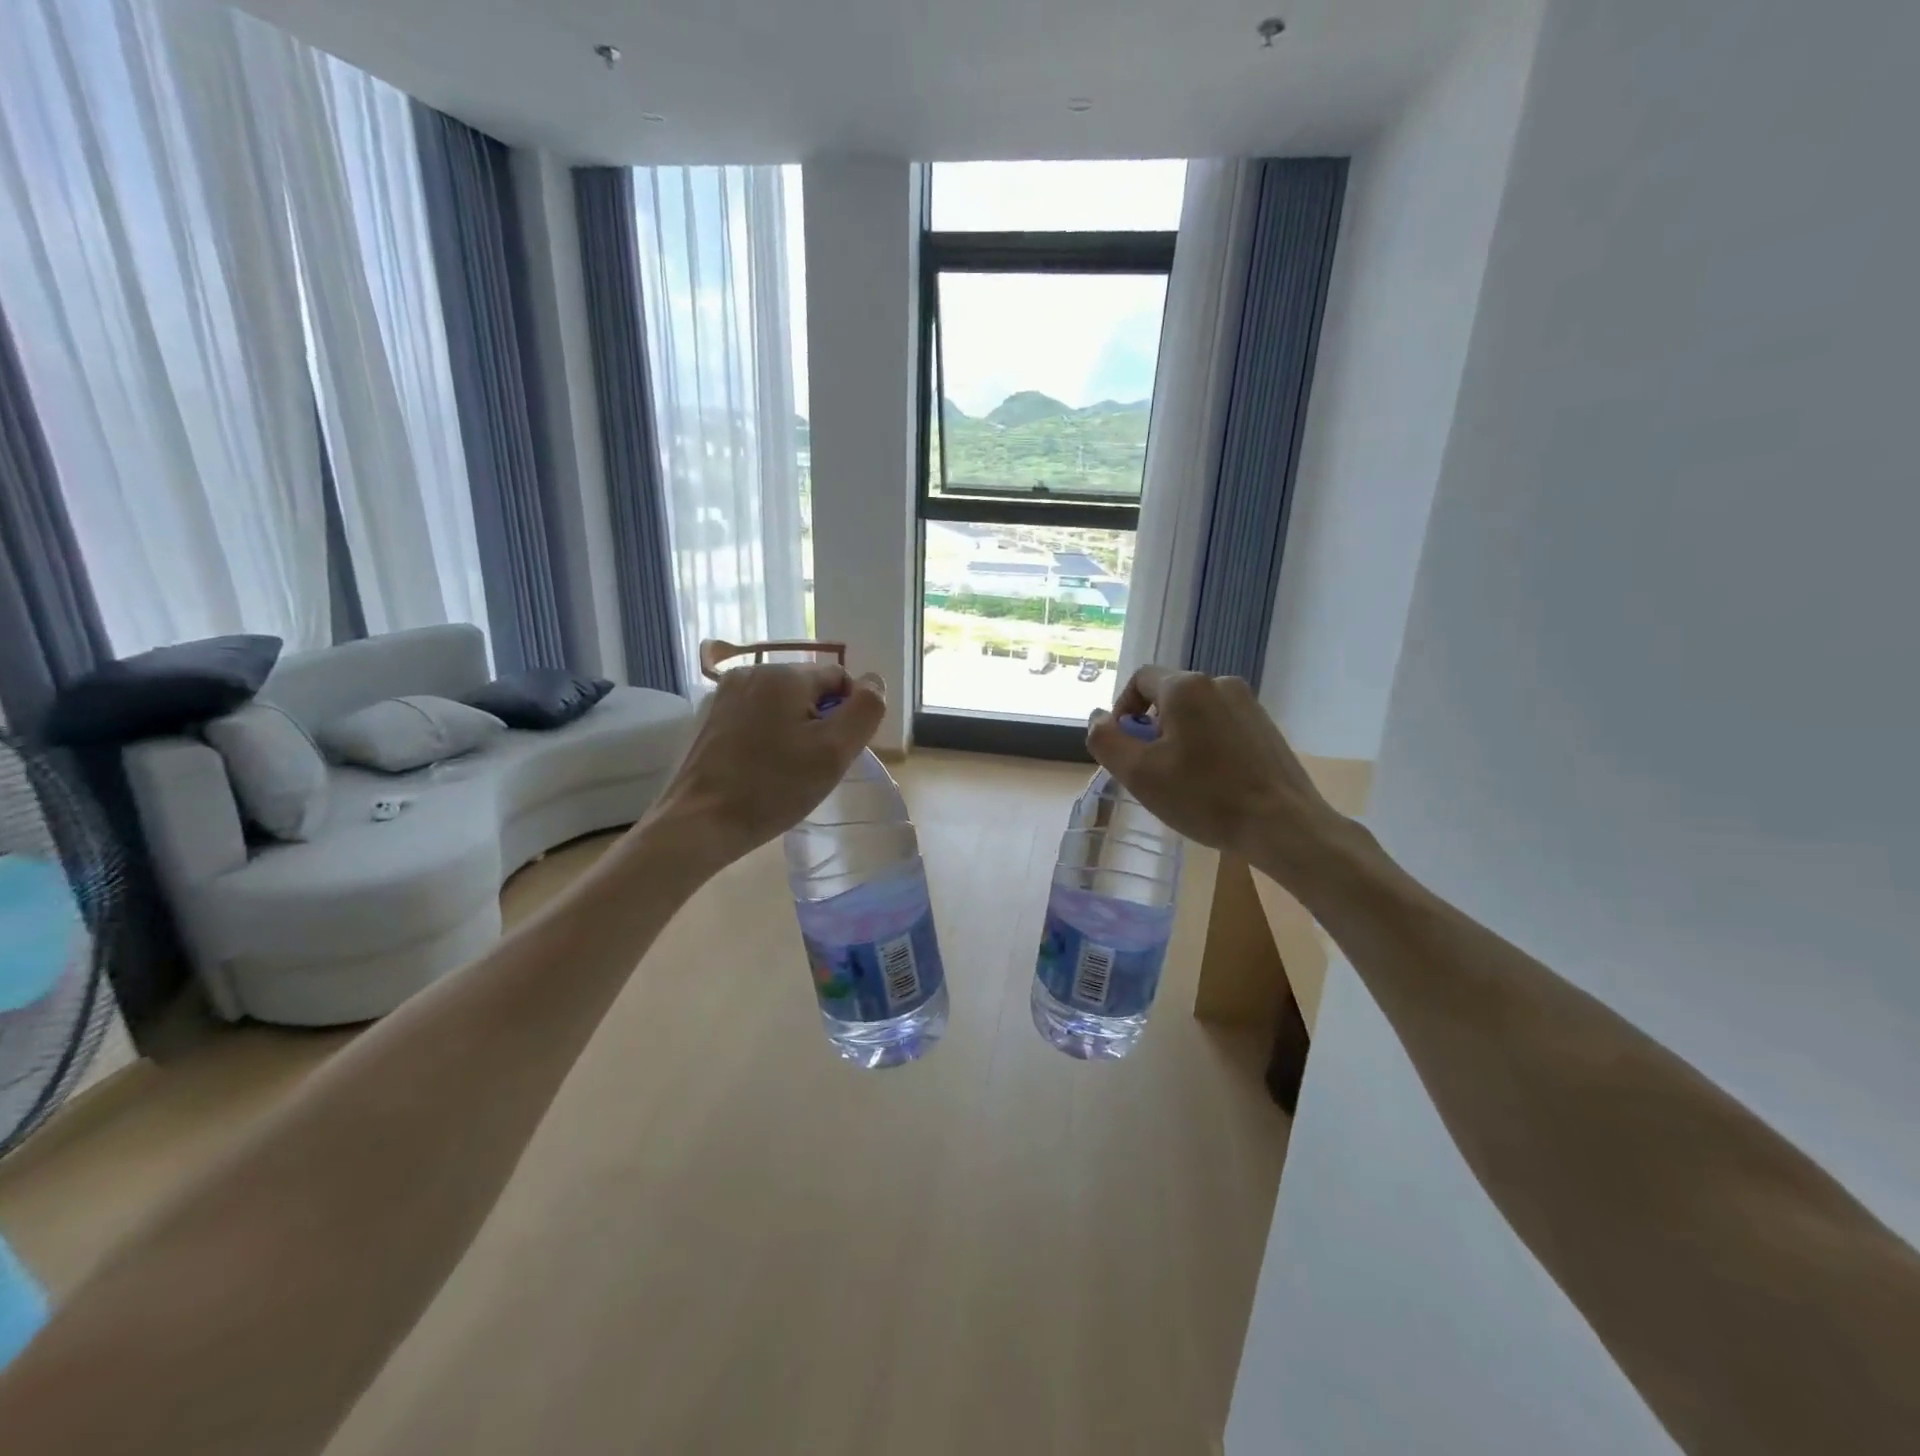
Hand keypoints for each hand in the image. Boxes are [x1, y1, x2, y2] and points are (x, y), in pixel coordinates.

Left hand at [645, 662, 886, 866]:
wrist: (700, 822)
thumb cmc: (774, 788)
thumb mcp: (834, 751)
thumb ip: (865, 709)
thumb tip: (874, 682)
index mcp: (784, 674)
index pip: (840, 679)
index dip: (848, 716)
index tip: (834, 752)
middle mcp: (752, 672)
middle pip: (810, 690)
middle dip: (820, 722)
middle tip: (811, 766)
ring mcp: (726, 693)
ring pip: (783, 704)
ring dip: (794, 730)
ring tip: (784, 769)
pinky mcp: (710, 716)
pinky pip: (756, 716)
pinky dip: (767, 736)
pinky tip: (760, 767)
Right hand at [1087, 667, 1351, 874]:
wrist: (1283, 825)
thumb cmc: (1204, 797)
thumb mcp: (1139, 773)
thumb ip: (1106, 739)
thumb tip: (1097, 717)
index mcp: (1186, 686)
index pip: (1139, 680)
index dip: (1122, 710)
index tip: (1124, 749)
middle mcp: (1219, 683)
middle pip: (1168, 696)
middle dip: (1150, 729)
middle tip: (1150, 771)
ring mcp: (1248, 704)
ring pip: (1195, 713)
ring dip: (1178, 738)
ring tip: (1181, 781)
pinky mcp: (1266, 727)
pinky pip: (1221, 726)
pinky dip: (1206, 746)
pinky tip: (1211, 783)